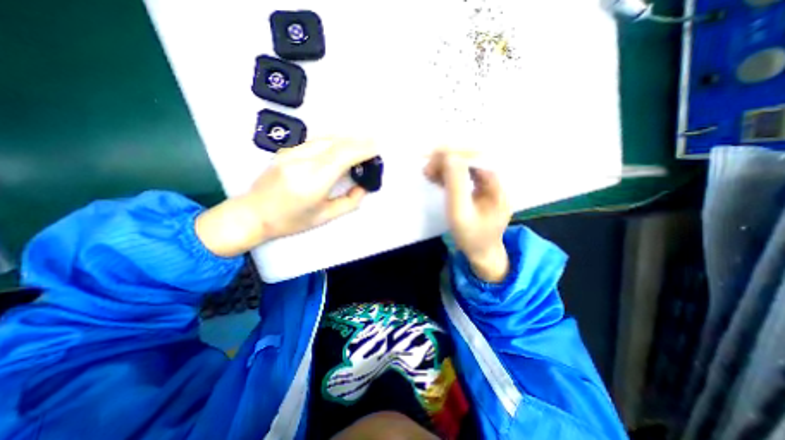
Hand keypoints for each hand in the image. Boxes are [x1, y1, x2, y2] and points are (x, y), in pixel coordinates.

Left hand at [198, 138, 378, 256]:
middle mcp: (301, 162)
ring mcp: (291, 153)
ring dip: (347, 139)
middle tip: (373, 145)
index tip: (376, 148)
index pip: (342, 156)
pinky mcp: (286, 150)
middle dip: (358, 141)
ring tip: (361, 144)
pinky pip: (316, 141)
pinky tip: (341, 146)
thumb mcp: (325, 217)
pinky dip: (334, 141)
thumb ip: (349, 202)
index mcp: (312, 182)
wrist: (253, 213)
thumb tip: (363, 187)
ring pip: (326, 138)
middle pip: (336, 143)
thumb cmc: (290, 221)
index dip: (362, 149)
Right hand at [426, 147, 511, 280]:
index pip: (477, 158)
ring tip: (429, 172)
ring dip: (446, 167)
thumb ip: (455, 185)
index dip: (455, 153)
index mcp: (496, 185)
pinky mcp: (479, 191)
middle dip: (448, 160)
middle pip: (472, 160)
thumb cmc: (472, 237)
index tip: (434, 154)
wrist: (482, 254)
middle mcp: (495, 181)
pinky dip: (449, 176)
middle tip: (427, 168)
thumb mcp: (460, 213)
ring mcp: (488, 186)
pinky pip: (464, 176)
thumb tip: (449, 156)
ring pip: (467, 167)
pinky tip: (437, 178)